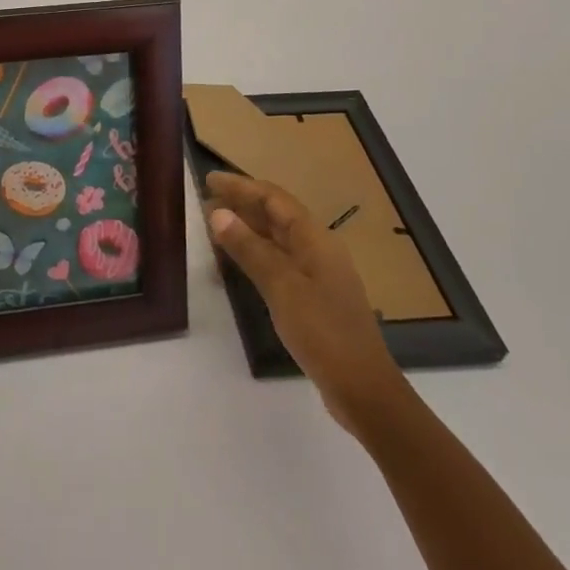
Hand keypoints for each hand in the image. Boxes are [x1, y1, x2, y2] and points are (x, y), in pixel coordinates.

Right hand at [205, 170, 409, 437]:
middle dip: (242, 205)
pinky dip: (255, 255)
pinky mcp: (314, 297)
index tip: (209, 179)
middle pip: (276, 215)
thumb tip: (218, 213)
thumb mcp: (281, 286)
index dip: (241, 186)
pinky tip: (237, 264)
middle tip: (206, 202)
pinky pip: (279, 262)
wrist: (363, 390)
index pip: (273, 198)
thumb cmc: (322, 331)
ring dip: (246, 229)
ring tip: (214, 228)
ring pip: (276, 239)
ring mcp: (318, 274)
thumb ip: (249, 248)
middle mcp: (318, 249)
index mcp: (314, 239)